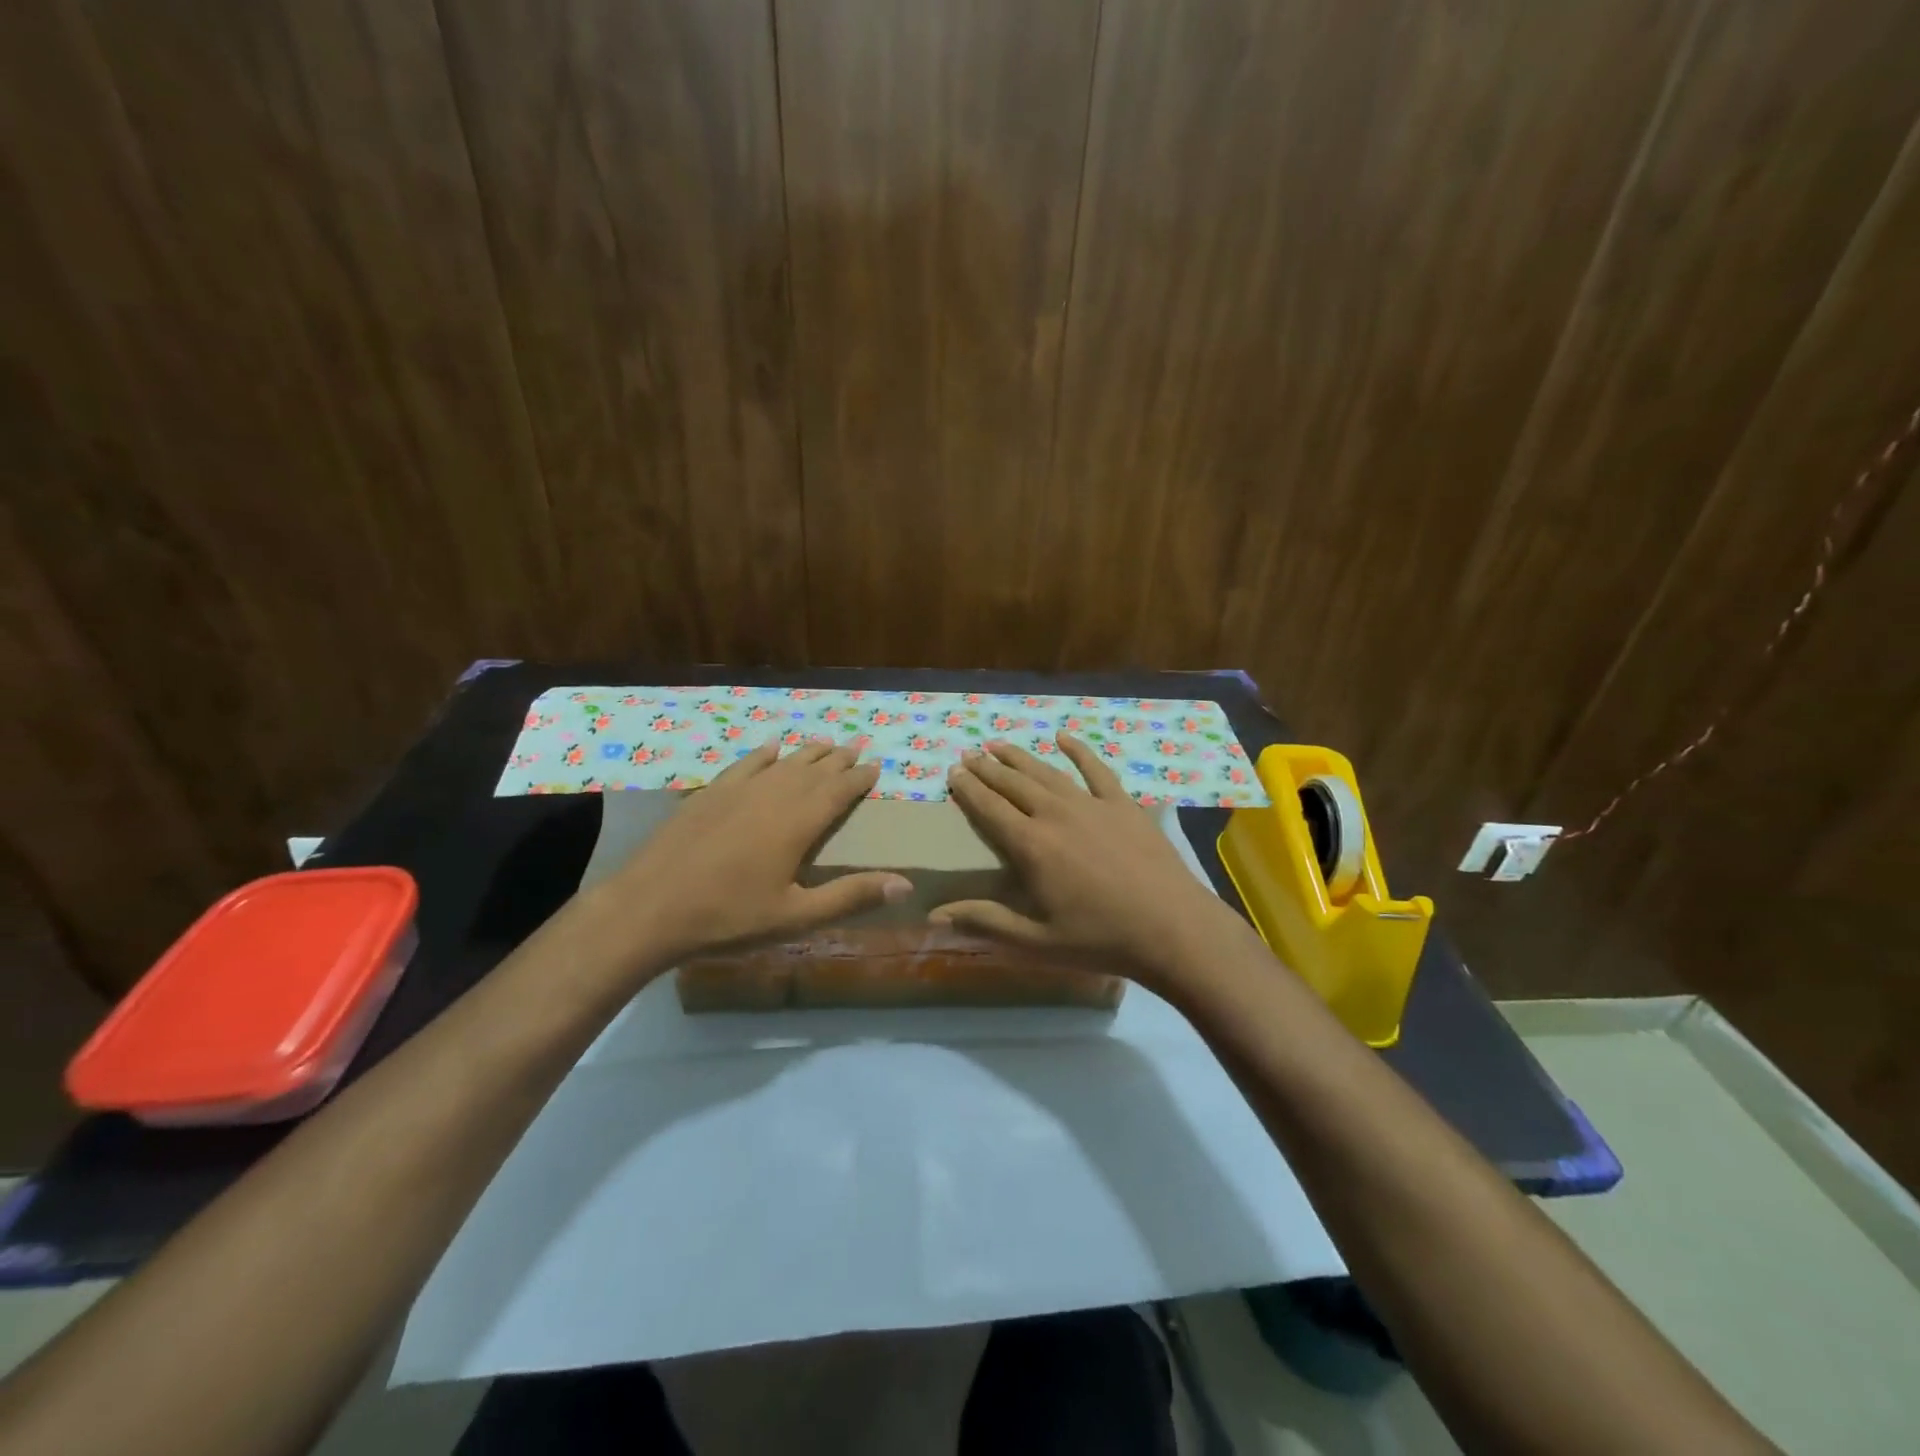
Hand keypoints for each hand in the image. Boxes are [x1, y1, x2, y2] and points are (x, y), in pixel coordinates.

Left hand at [603, 740, 908, 967]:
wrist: (649, 908)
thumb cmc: (728, 917)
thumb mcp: (795, 917)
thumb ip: (850, 897)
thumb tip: (905, 884)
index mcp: (797, 823)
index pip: (838, 791)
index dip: (859, 778)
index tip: (876, 766)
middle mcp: (772, 796)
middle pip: (812, 770)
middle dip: (837, 759)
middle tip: (856, 747)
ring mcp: (736, 791)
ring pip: (781, 763)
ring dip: (806, 753)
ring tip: (825, 743)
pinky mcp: (708, 795)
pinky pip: (744, 765)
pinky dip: (762, 754)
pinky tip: (770, 748)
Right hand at [931, 733, 1241, 988]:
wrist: (1173, 928)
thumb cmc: (1100, 939)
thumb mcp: (1036, 941)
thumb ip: (985, 923)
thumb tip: (934, 916)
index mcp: (1032, 846)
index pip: (989, 808)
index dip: (968, 788)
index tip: (953, 772)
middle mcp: (1056, 814)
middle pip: (1014, 783)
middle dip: (988, 767)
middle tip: (969, 755)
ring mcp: (1092, 805)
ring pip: (1047, 772)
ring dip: (1020, 756)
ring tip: (999, 744)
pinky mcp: (1123, 804)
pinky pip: (1096, 769)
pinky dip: (1078, 750)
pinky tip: (1063, 737)